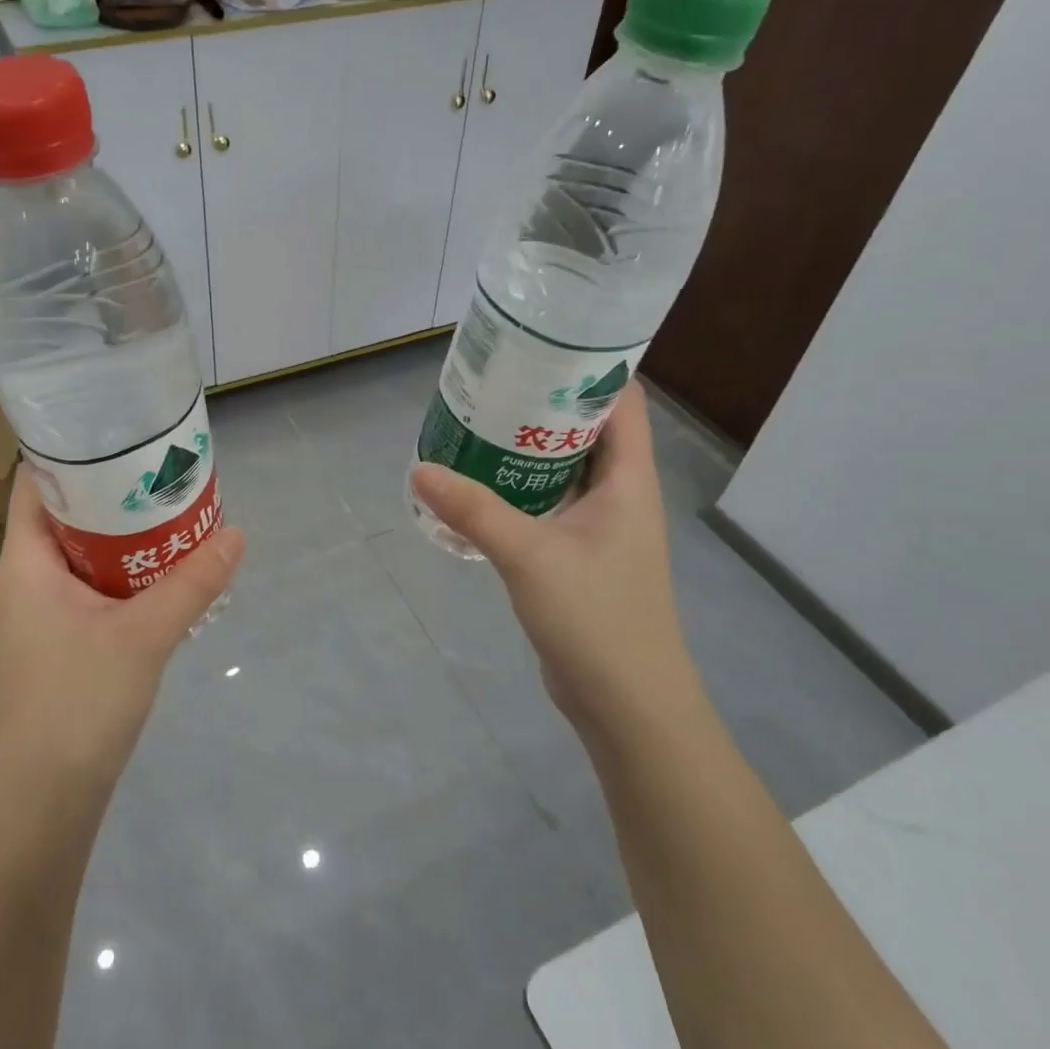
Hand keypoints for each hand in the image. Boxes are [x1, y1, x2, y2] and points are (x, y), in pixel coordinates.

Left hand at [0, 468, 243, 794]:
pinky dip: (126, 574)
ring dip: (125, 536)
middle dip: (114, 492)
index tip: (121, 433)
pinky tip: (166, 574)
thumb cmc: (76, 702)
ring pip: (85, 556)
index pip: (36, 483)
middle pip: (67, 516)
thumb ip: (192, 583)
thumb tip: (237, 534)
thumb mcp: (143, 636)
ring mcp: (44, 616)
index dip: (71, 453)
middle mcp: (29, 580)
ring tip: (174, 512)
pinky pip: (95, 590)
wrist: (42, 801)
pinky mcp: (63, 645)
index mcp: (28, 562)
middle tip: (165, 470)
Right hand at [411, 384, 698, 743]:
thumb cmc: (597, 619)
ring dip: (524, 447)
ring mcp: (599, 526)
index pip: (620, 400)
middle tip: (489, 382)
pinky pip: (546, 503)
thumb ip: (474, 510)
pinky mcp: (577, 554)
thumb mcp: (530, 556)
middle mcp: (619, 494)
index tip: (538, 345)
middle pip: (585, 429)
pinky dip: (517, 487)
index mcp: (629, 479)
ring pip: (562, 468)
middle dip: (541, 403)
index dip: (587, 366)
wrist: (626, 704)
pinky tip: (476, 486)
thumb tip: (420, 469)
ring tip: (475, 423)